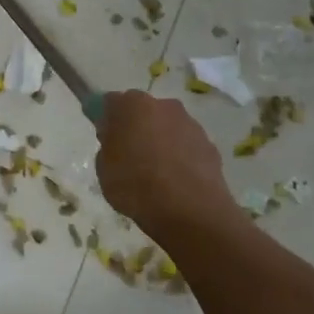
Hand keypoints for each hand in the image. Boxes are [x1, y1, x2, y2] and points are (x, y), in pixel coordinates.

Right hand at [94, 91, 236, 239]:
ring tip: (155, 173)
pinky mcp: (210, 145)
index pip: (111, 103)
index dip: (107, 120)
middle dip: (136, 127)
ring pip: (168, 127)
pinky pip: (186, 146)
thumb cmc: (135, 185)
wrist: (189, 210)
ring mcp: (191, 124)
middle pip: (144, 112)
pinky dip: (180, 157)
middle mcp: (164, 105)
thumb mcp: (104, 168)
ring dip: (161, 141)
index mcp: (132, 105)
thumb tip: (117, 139)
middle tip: (129, 155)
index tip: (105, 138)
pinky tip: (175, 181)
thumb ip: (108, 145)